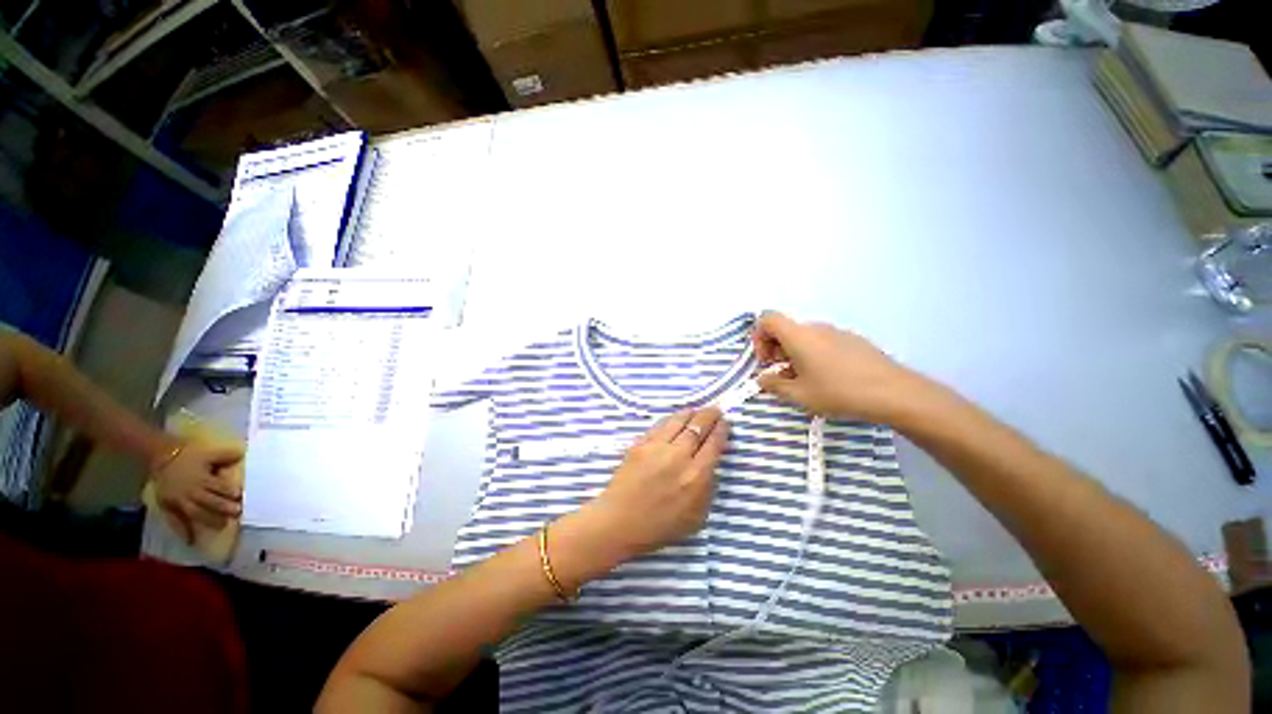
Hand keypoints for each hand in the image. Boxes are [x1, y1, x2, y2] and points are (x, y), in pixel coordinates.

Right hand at [151, 441, 243, 543]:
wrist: (162, 457)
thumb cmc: (189, 455)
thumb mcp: (209, 453)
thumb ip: (226, 455)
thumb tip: (243, 453)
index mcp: (202, 478)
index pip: (219, 487)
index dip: (231, 492)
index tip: (242, 497)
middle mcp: (191, 491)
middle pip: (209, 501)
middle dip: (223, 508)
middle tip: (238, 513)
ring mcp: (179, 500)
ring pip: (195, 513)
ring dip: (209, 520)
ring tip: (223, 525)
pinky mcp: (168, 506)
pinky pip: (174, 521)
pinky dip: (182, 531)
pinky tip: (190, 541)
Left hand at [583, 408, 727, 558]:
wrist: (619, 522)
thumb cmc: (659, 527)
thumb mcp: (696, 518)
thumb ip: (707, 489)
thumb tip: (711, 465)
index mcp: (696, 477)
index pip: (713, 444)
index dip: (721, 430)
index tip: (726, 422)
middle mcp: (678, 457)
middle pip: (698, 427)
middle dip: (709, 416)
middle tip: (716, 410)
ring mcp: (657, 447)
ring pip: (678, 422)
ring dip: (690, 414)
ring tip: (696, 410)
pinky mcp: (640, 444)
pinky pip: (659, 426)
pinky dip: (671, 420)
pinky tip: (674, 419)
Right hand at [752, 311, 932, 422]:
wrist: (894, 393)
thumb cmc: (838, 392)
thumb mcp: (799, 395)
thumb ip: (773, 385)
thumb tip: (762, 379)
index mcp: (798, 335)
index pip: (767, 319)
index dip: (759, 337)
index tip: (766, 360)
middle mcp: (816, 328)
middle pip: (786, 329)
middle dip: (776, 350)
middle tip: (781, 374)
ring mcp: (837, 332)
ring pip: (804, 337)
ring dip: (795, 354)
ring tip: (804, 380)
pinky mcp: (853, 340)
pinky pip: (823, 342)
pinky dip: (814, 355)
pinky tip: (828, 378)